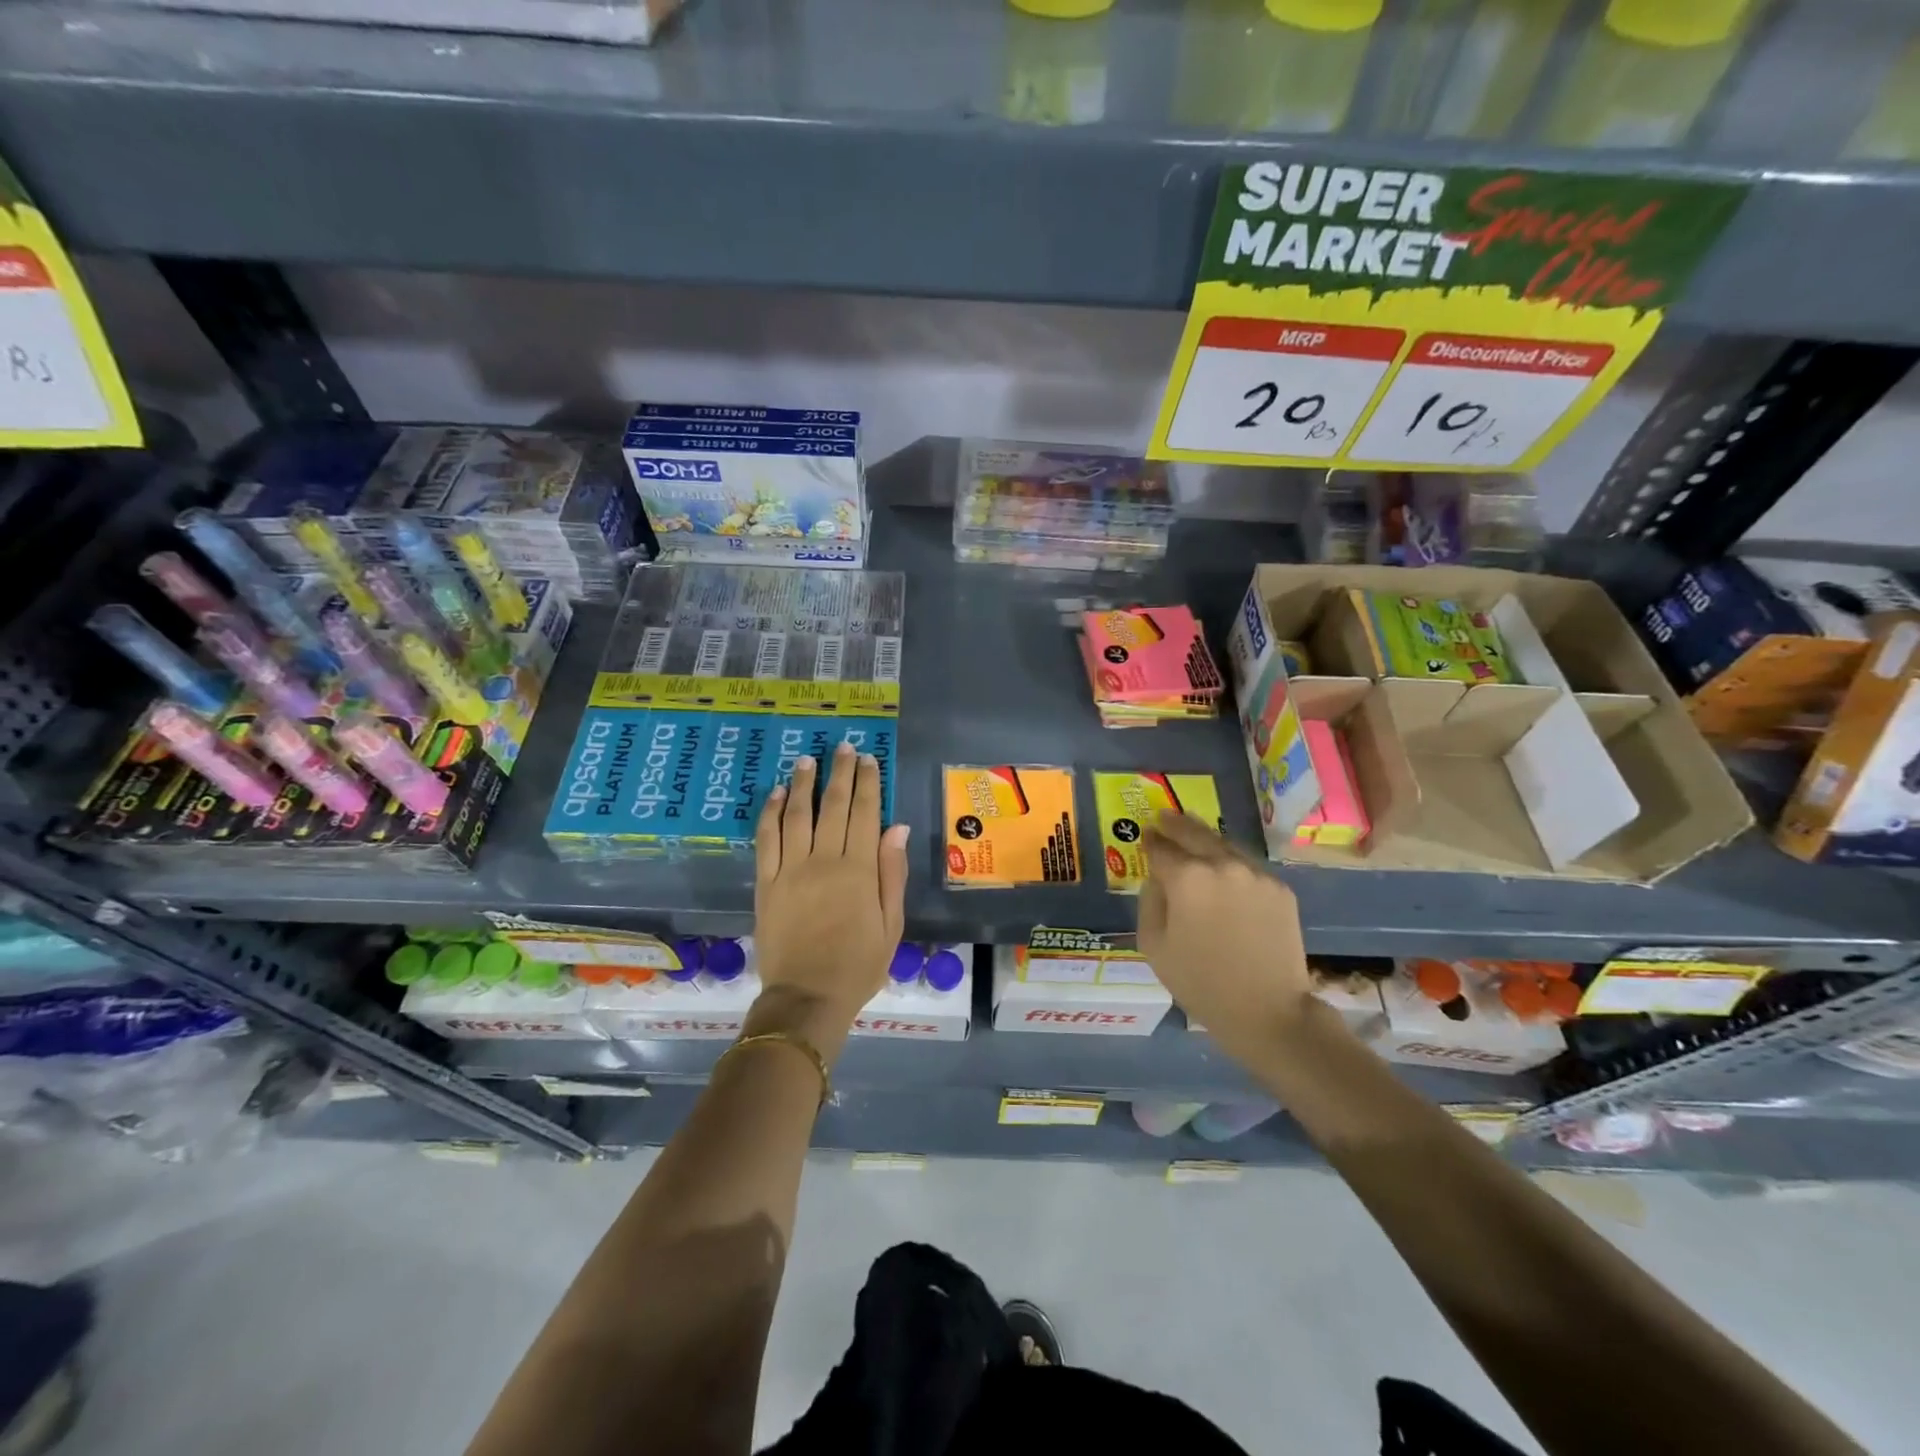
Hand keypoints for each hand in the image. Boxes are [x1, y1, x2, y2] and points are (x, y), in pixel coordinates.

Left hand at [749, 742, 909, 1056]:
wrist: (807, 998)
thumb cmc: (858, 965)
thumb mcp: (891, 925)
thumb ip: (892, 874)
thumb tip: (897, 827)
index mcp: (859, 871)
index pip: (866, 814)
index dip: (868, 783)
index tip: (868, 760)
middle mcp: (824, 861)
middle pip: (833, 806)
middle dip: (840, 773)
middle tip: (842, 747)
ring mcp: (790, 870)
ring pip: (797, 815)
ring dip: (802, 784)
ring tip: (807, 759)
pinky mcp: (766, 883)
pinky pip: (766, 840)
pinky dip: (769, 813)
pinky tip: (774, 794)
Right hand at [1138, 812, 1314, 1059]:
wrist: (1268, 1010)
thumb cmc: (1200, 982)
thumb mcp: (1153, 944)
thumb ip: (1150, 900)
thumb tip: (1158, 876)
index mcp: (1187, 878)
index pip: (1161, 847)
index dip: (1150, 840)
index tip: (1145, 834)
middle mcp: (1222, 865)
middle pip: (1194, 833)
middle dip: (1176, 824)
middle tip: (1164, 818)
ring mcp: (1255, 874)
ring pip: (1224, 845)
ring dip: (1205, 840)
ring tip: (1192, 836)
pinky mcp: (1279, 888)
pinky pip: (1247, 867)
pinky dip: (1231, 864)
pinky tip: (1224, 873)